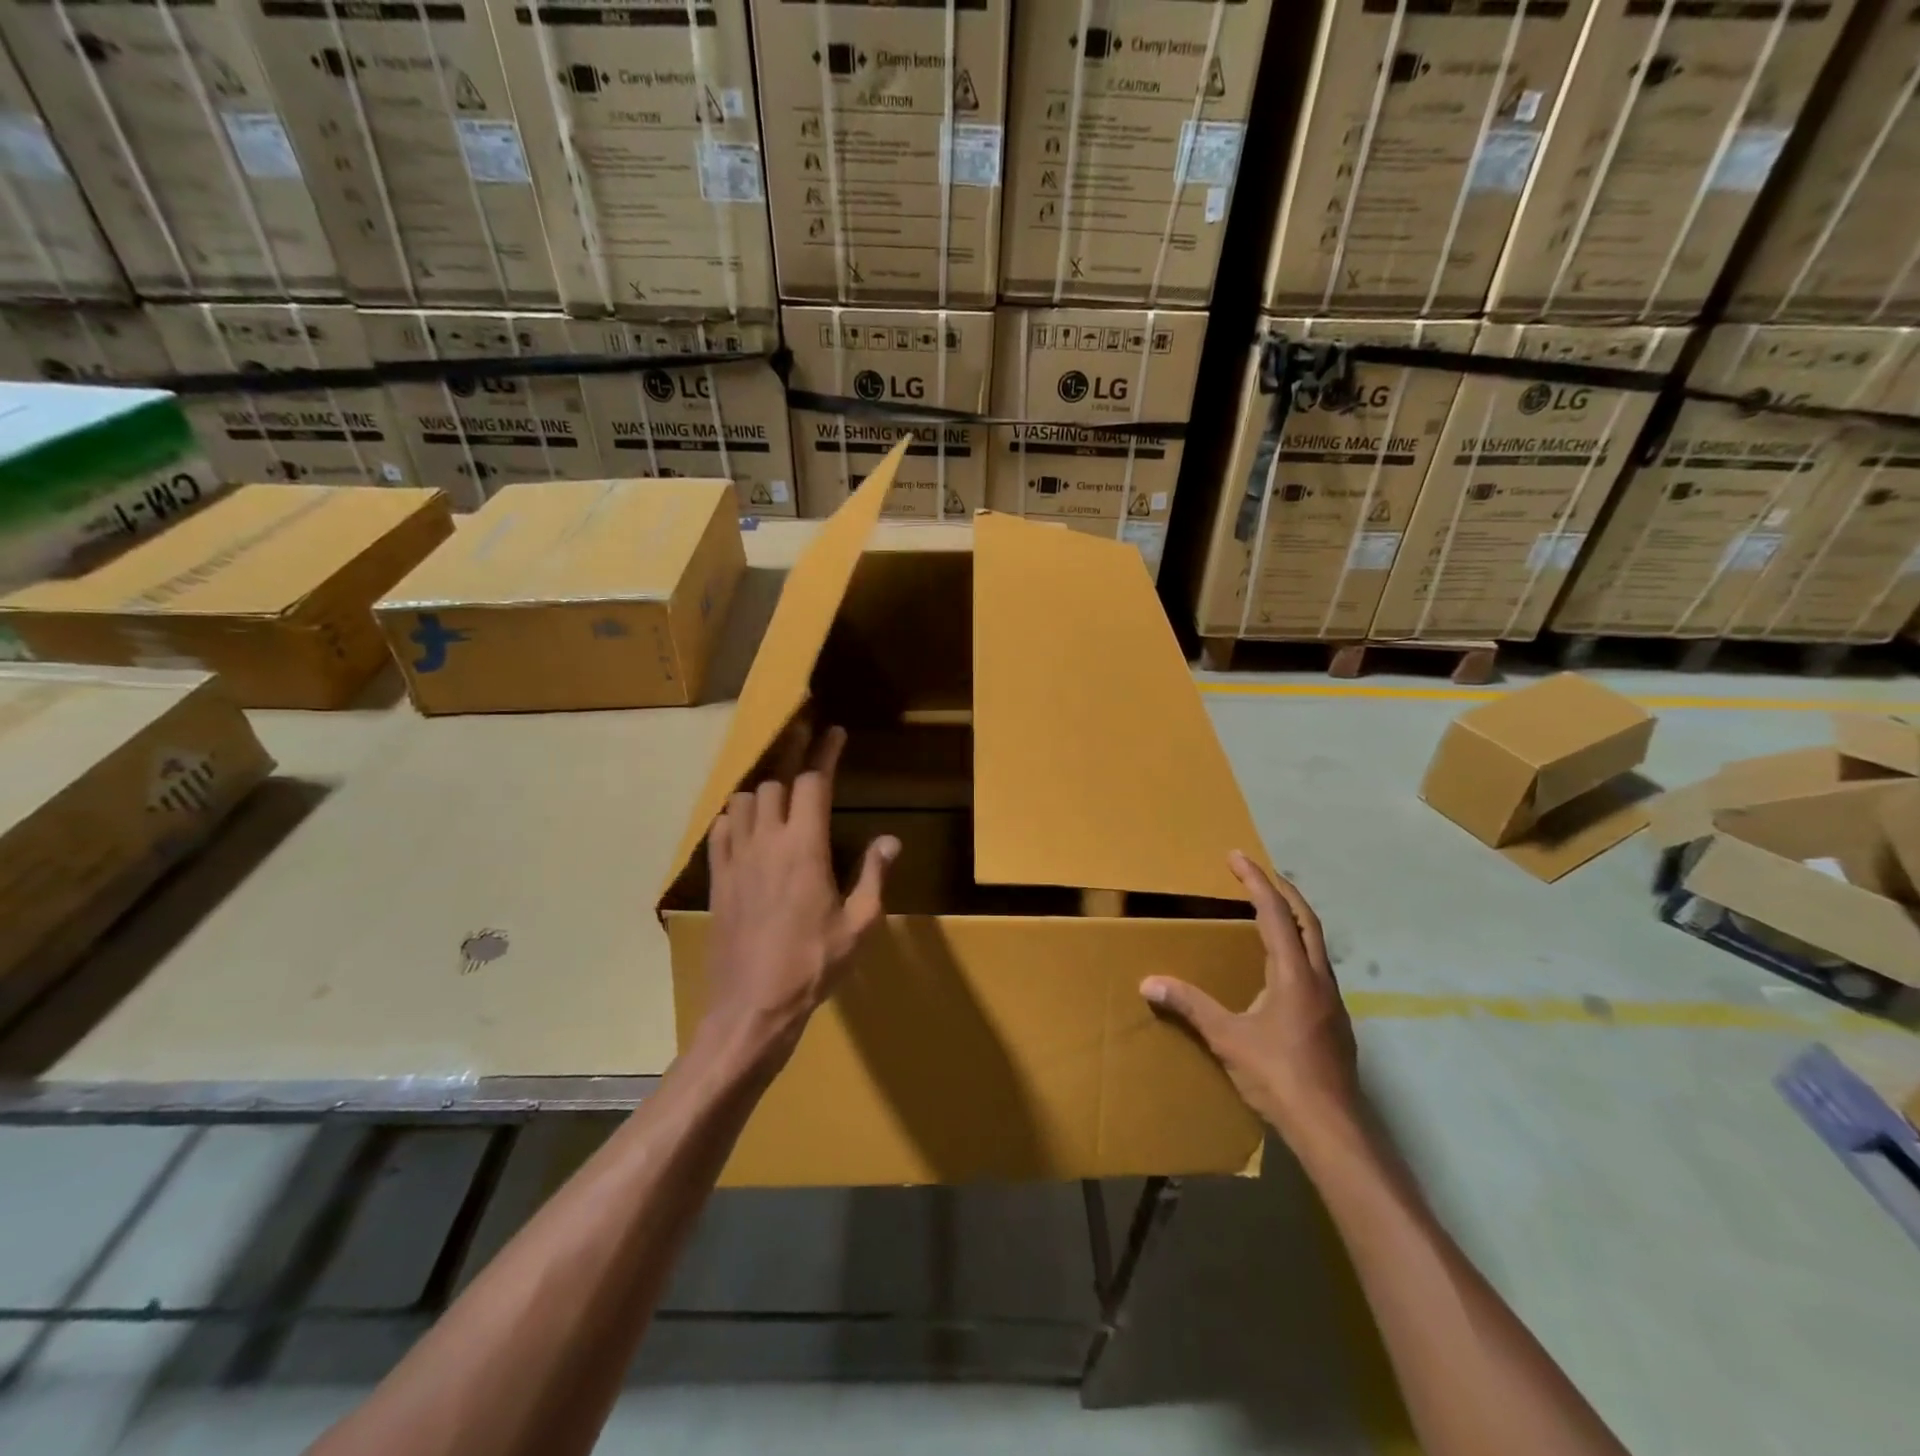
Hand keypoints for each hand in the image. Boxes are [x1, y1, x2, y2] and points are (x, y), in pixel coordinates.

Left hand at [701, 725, 898, 1075]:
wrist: (752, 1007)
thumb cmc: (813, 965)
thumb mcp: (859, 925)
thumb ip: (873, 875)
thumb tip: (890, 840)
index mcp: (805, 848)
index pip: (814, 782)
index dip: (825, 752)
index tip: (834, 731)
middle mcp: (767, 842)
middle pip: (775, 782)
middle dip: (793, 758)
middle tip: (806, 746)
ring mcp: (736, 859)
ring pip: (744, 800)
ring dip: (763, 789)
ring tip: (779, 792)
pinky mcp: (717, 878)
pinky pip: (720, 829)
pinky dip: (735, 816)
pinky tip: (746, 825)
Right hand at [1141, 851, 1360, 1142]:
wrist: (1332, 1129)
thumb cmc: (1279, 1076)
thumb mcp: (1227, 1038)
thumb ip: (1190, 1006)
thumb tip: (1148, 982)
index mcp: (1293, 973)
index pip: (1275, 912)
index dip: (1255, 880)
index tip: (1236, 856)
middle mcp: (1318, 978)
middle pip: (1306, 919)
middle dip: (1283, 890)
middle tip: (1257, 874)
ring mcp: (1332, 1001)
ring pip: (1316, 944)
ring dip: (1294, 919)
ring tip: (1269, 913)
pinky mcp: (1335, 1022)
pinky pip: (1316, 968)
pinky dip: (1298, 948)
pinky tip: (1282, 969)